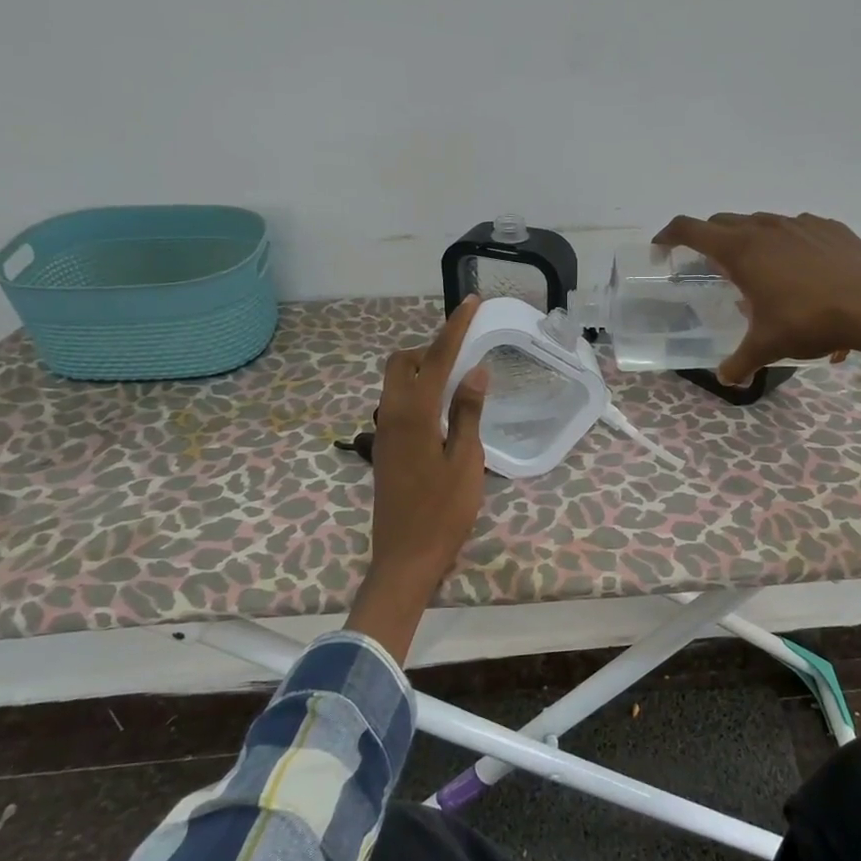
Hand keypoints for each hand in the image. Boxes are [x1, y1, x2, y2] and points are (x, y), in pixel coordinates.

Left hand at [348, 295, 489, 659]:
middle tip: (463, 352)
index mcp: (415, 414)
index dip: (455, 327)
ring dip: (422, 369)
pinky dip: (417, 391)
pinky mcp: (386, 448)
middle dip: (430, 347)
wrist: (405, 558)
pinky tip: (442, 410)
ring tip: (457, 379)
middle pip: (402, 362)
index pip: (437, 358)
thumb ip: (468, 413)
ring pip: (396, 382)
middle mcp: (392, 415)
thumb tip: (475, 371)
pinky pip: (397, 403)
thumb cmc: (443, 513)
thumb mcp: (466, 462)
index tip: (471, 302)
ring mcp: (384, 432)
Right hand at [655, 212, 860, 383]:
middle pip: (723, 223)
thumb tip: (727, 379)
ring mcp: (800, 223)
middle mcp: (766, 228)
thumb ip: (740, 363)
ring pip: (761, 223)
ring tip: (759, 274)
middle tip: (709, 268)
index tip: (661, 250)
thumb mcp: (767, 347)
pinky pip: (796, 230)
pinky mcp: (829, 228)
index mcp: (741, 250)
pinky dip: (786, 245)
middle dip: (708, 241)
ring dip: (749, 242)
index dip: (669, 236)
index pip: (690, 229)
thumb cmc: (810, 321)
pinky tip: (800, 272)